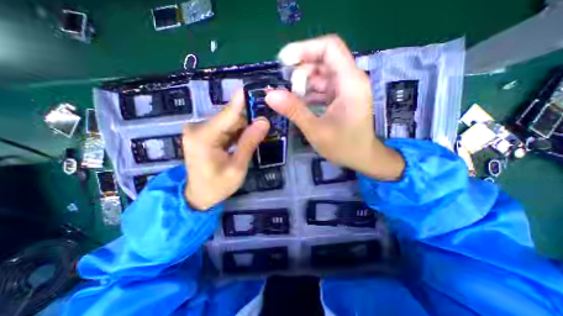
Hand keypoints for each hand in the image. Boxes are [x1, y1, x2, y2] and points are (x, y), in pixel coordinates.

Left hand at [180, 90, 267, 209]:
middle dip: (248, 122)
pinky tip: (244, 140)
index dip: (245, 100)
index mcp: (204, 137)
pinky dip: (236, 132)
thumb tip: (264, 121)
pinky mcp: (202, 133)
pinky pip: (224, 127)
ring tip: (256, 136)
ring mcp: (199, 129)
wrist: (197, 196)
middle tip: (265, 128)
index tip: (260, 89)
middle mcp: (198, 127)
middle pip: (231, 117)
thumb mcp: (237, 168)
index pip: (229, 113)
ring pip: (229, 122)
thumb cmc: (217, 186)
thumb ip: (249, 143)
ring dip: (243, 128)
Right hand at [267, 34, 402, 179]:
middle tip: (288, 92)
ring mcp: (346, 89)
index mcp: (350, 83)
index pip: (329, 48)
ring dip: (304, 85)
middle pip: (323, 61)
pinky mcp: (341, 97)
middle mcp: (350, 80)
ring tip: (293, 101)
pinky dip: (309, 93)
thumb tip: (270, 95)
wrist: (362, 157)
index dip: (305, 49)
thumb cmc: (344, 146)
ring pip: (321, 75)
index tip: (284, 62)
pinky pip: (322, 88)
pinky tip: (301, 105)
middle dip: (302, 72)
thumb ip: (294, 111)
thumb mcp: (316, 130)